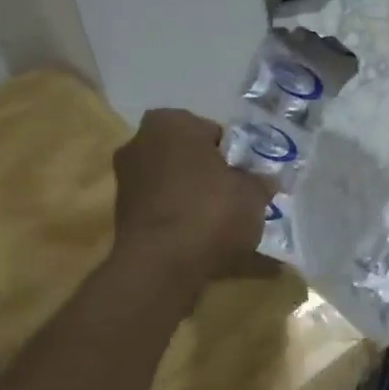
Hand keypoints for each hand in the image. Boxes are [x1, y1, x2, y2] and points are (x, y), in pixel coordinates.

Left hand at [112, 110, 274, 284]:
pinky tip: (206, 246)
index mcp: (170, 123)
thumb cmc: (210, 211)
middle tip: (238, 200)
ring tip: (225, 229)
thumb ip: (260, 182)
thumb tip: (266, 181)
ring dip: (196, 202)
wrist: (161, 266)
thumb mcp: (253, 194)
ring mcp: (127, 181)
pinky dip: (183, 225)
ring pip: (176, 187)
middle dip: (211, 177)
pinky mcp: (122, 217)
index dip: (234, 156)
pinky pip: (165, 214)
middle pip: (189, 159)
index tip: (247, 179)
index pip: (212, 133)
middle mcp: (140, 143)